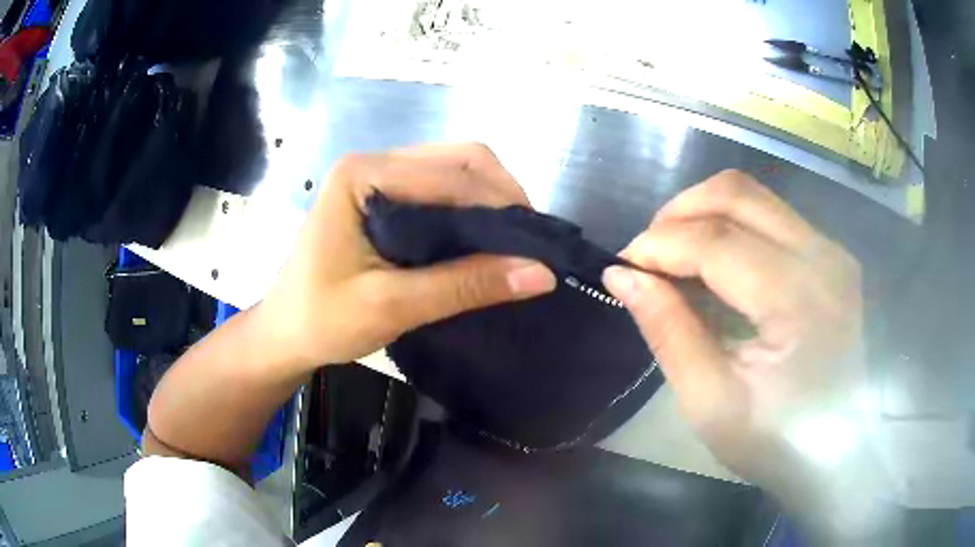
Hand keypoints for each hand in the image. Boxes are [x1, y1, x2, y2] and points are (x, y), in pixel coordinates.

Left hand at [257, 143, 556, 371]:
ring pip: (452, 170)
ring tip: (511, 243)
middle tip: (527, 242)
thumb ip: (465, 285)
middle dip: (501, 195)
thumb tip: (540, 274)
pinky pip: (438, 188)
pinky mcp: (380, 195)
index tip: (537, 245)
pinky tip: (481, 238)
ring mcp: (375, 175)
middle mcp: (371, 162)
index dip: (501, 205)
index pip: (452, 174)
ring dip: (488, 200)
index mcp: (363, 174)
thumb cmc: (322, 320)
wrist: (283, 334)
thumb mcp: (393, 306)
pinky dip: (468, 208)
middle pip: (457, 159)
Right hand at [602, 170, 864, 484]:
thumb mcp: (711, 401)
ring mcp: (830, 251)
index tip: (623, 266)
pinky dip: (730, 225)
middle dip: (678, 213)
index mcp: (798, 300)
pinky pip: (770, 215)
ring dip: (703, 213)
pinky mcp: (829, 255)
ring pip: (753, 196)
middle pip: (737, 194)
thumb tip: (621, 276)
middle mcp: (822, 257)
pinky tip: (713, 263)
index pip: (716, 242)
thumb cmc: (774, 440)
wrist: (835, 448)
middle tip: (648, 254)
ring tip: (675, 255)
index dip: (659, 245)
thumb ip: (669, 331)